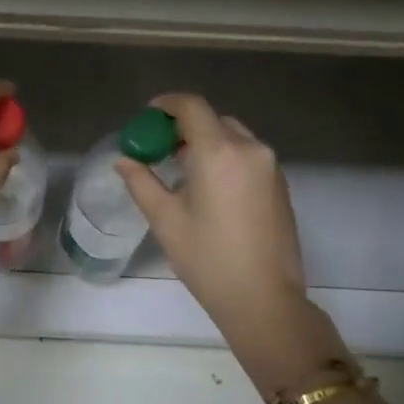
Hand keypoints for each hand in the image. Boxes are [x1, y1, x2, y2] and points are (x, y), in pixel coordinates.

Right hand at [116, 94, 321, 367]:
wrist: (264, 299)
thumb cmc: (208, 259)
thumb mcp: (165, 220)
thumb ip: (141, 182)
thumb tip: (124, 161)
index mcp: (219, 152)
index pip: (192, 107)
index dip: (167, 104)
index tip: (148, 116)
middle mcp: (250, 149)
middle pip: (214, 120)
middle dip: (185, 126)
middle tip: (161, 147)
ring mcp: (270, 166)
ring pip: (233, 137)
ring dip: (207, 142)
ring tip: (183, 169)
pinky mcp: (280, 185)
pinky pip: (248, 155)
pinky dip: (226, 157)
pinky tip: (210, 186)